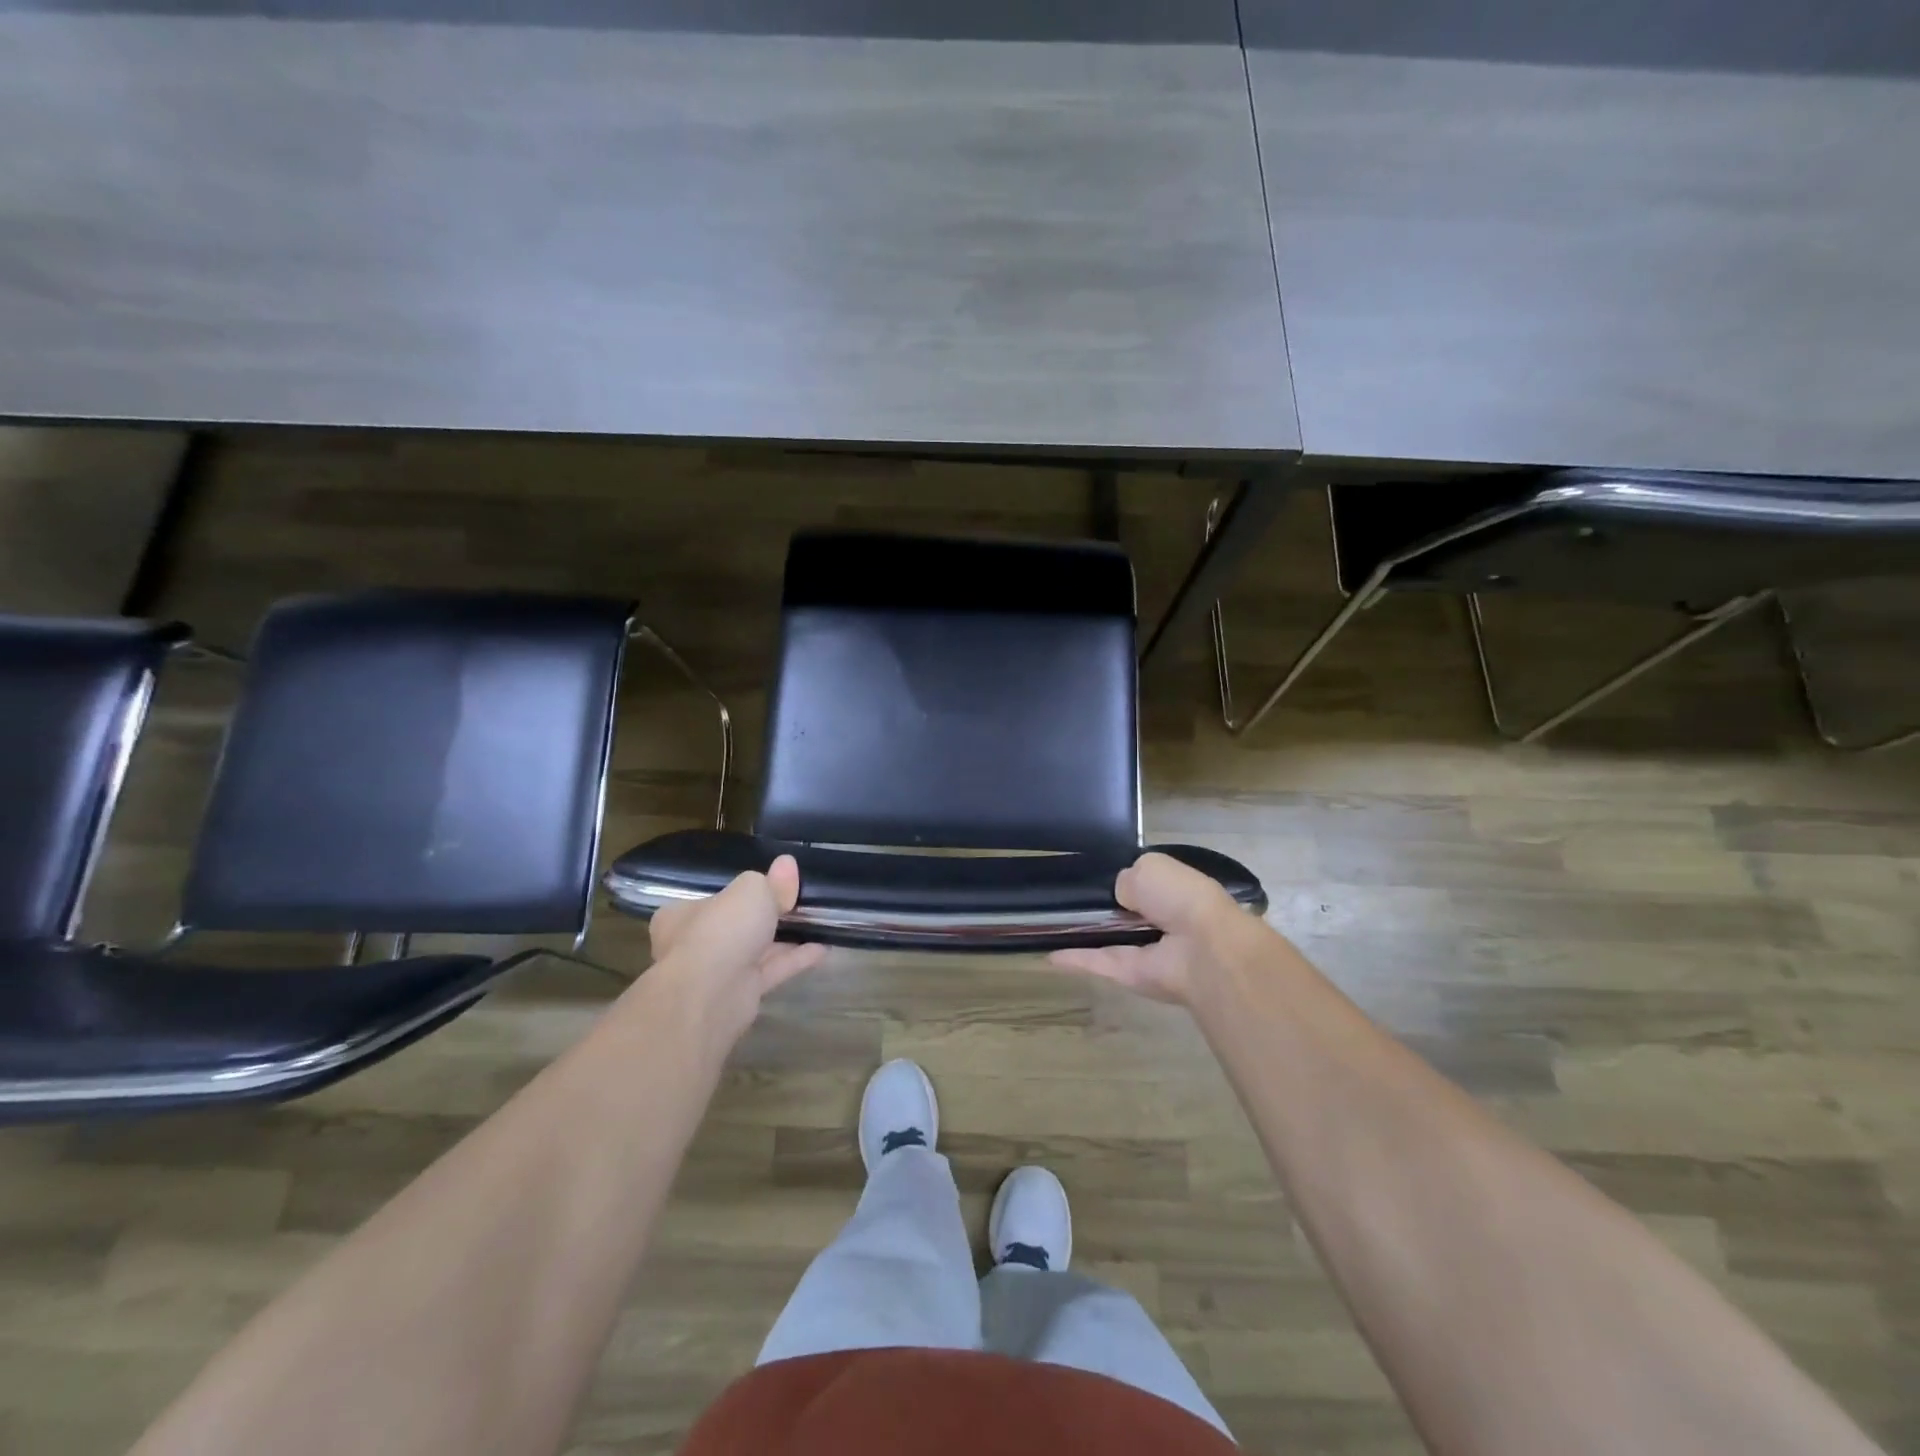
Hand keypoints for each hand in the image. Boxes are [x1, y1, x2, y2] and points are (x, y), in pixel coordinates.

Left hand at [644, 855, 825, 1039]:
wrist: (711, 995)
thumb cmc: (721, 930)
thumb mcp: (752, 890)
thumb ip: (771, 881)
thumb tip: (787, 865)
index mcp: (682, 915)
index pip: (713, 899)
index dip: (741, 892)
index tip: (771, 886)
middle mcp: (695, 944)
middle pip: (737, 924)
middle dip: (766, 916)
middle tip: (799, 901)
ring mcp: (717, 972)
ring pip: (755, 949)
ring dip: (785, 938)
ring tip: (817, 923)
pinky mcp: (740, 994)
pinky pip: (771, 971)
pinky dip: (795, 959)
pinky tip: (822, 948)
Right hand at [1049, 851, 1247, 1006]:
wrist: (1202, 949)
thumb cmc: (1181, 897)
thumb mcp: (1150, 867)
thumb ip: (1127, 876)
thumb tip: (1119, 895)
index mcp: (1173, 891)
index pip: (1143, 883)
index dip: (1121, 879)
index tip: (1091, 875)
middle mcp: (1161, 921)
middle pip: (1123, 913)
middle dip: (1101, 906)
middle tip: (1062, 896)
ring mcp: (1145, 951)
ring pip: (1108, 938)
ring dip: (1084, 933)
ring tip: (1048, 921)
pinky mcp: (1130, 974)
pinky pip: (1099, 962)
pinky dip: (1075, 959)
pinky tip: (1050, 955)